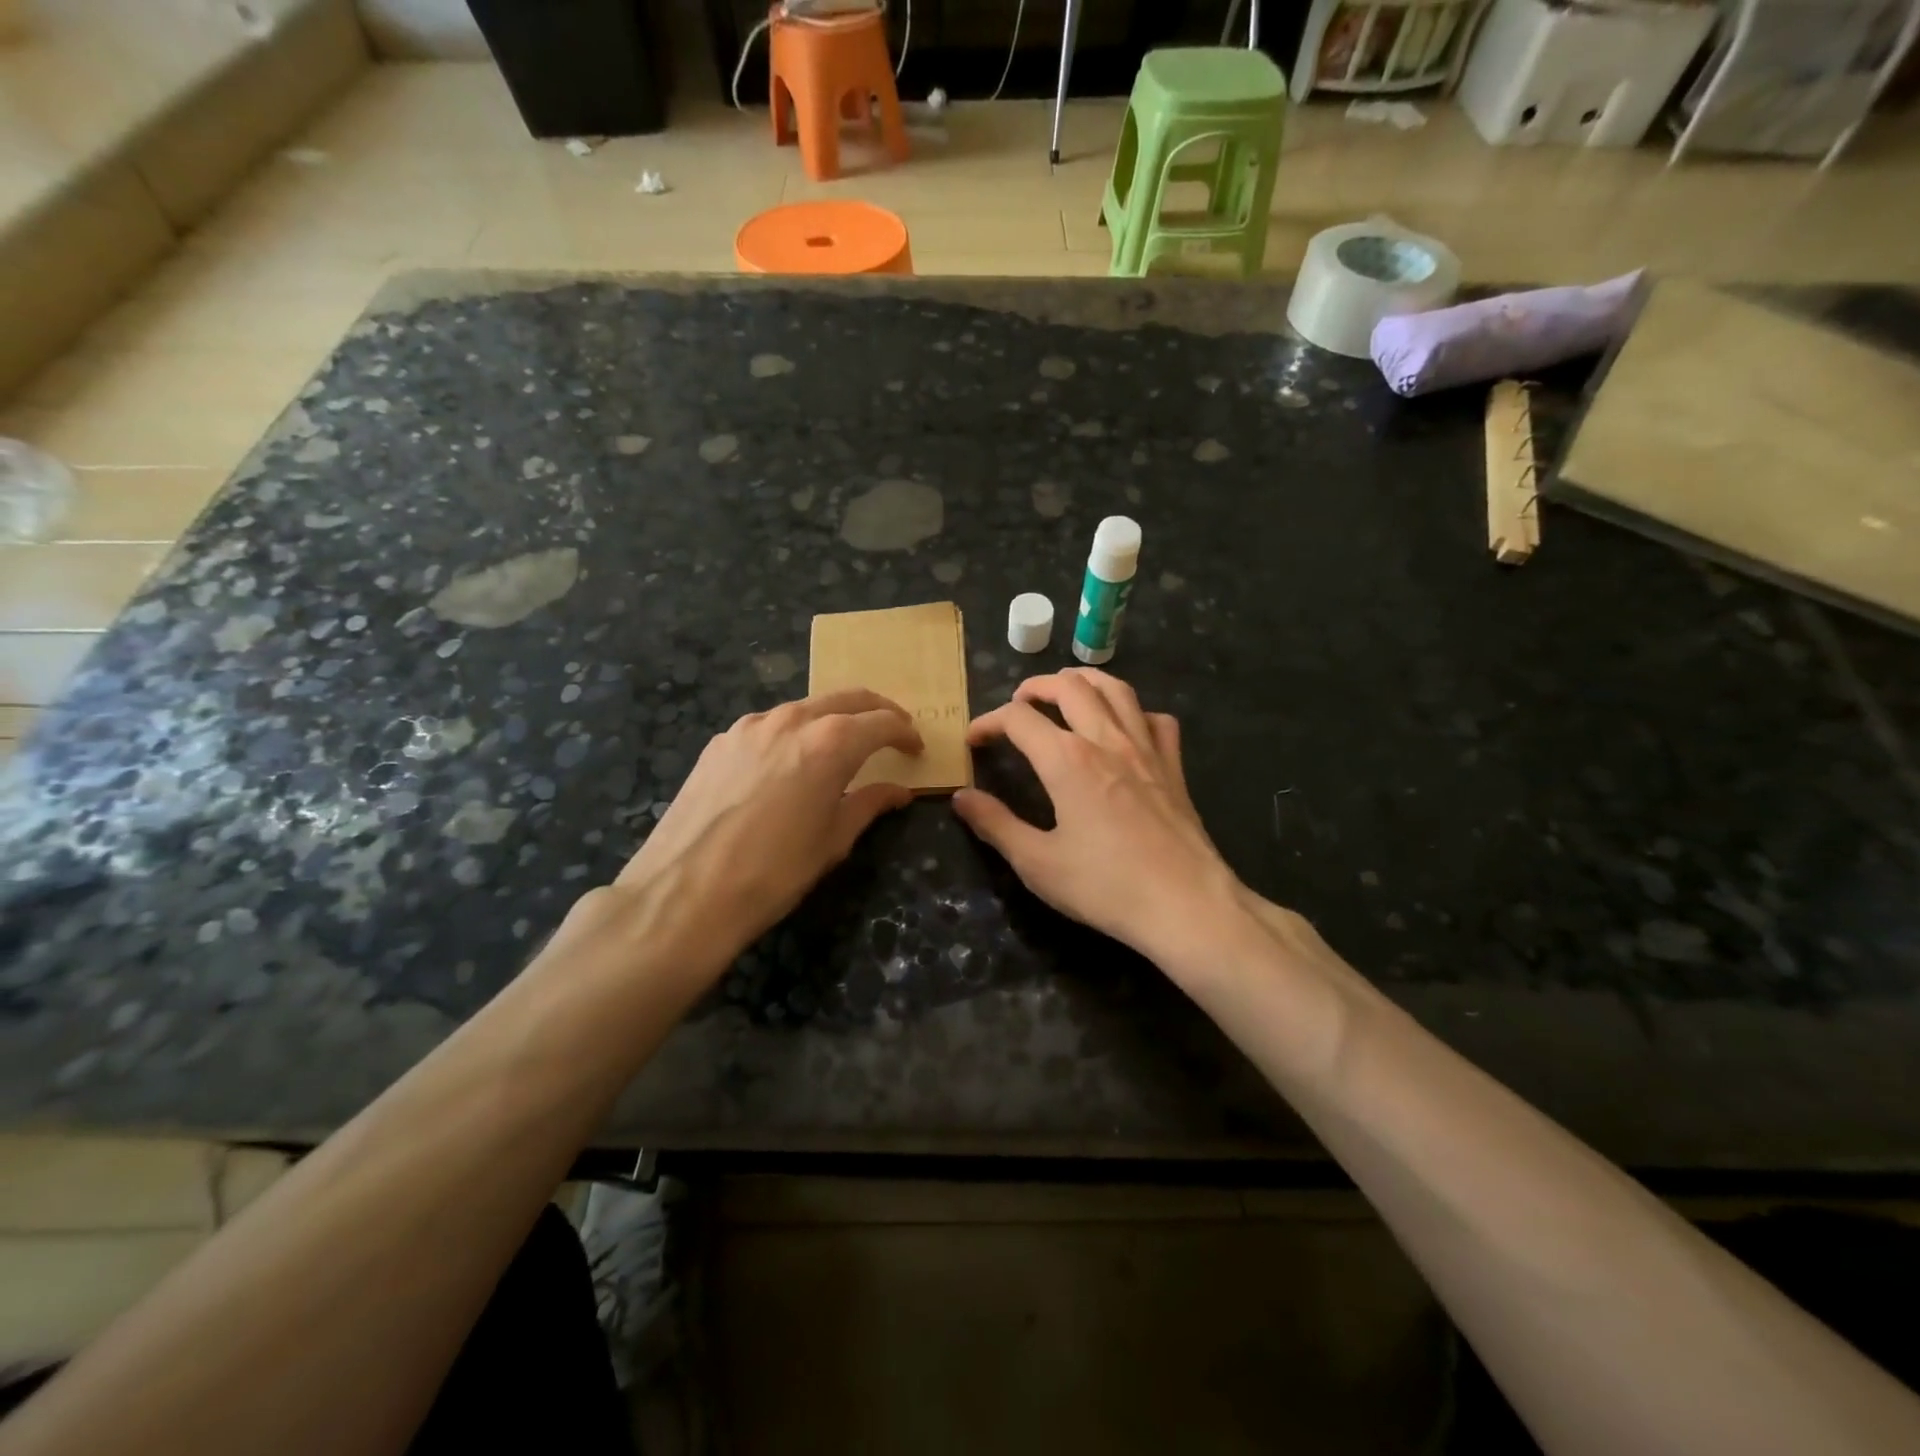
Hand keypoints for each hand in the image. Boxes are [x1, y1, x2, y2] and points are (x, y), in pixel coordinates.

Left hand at [609, 689, 921, 961]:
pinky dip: (793, 734)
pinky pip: (769, 726)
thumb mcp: (833, 841)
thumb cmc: (774, 872)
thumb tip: (899, 791)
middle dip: (876, 711)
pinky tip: (790, 765)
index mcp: (830, 742)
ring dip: (832, 720)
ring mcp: (749, 726)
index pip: (881, 722)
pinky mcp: (720, 742)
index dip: (904, 733)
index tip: (915, 748)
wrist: (684, 894)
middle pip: (846, 699)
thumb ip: (869, 804)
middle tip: (892, 732)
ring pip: (805, 708)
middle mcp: (791, 720)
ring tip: (842, 748)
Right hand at [952, 669, 1244, 976]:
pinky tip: (1126, 727)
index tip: (973, 740)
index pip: (1018, 720)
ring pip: (1116, 690)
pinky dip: (1136, 712)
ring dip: (1085, 681)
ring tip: (1067, 689)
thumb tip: (962, 797)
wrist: (1186, 905)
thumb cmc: (1105, 886)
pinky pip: (1157, 720)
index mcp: (1067, 760)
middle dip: (1036, 687)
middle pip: (1070, 687)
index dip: (988, 722)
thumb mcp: (1037, 863)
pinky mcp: (1174, 767)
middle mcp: (1106, 740)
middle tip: (1018, 703)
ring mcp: (1146, 749)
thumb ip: (995, 824)